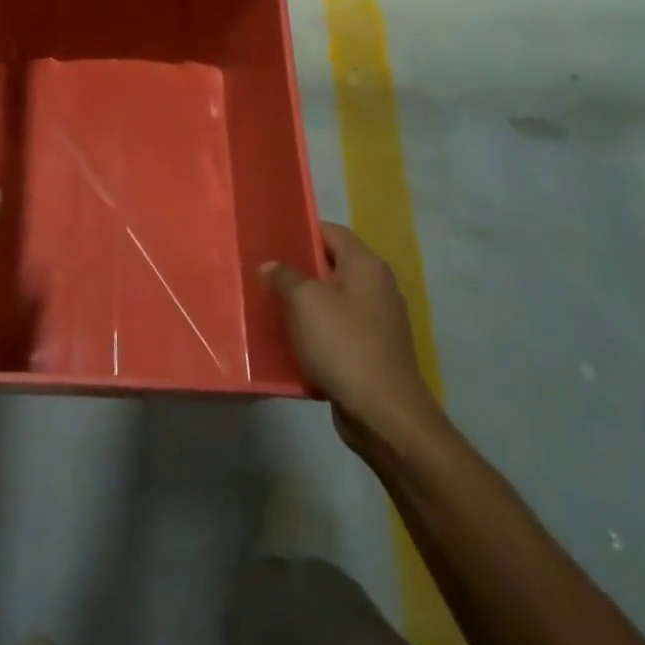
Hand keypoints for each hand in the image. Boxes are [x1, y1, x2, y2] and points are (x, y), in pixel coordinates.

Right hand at [262, 223, 441, 455]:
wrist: (383, 413)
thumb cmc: (344, 345)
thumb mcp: (306, 302)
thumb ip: (285, 276)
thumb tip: (271, 266)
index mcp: (367, 267)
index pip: (332, 232)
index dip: (301, 231)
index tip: (269, 239)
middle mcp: (376, 288)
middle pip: (330, 266)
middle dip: (296, 269)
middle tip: (261, 272)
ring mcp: (375, 321)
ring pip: (330, 300)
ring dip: (301, 303)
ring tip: (267, 305)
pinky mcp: (368, 350)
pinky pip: (334, 330)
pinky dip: (312, 331)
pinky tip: (286, 339)